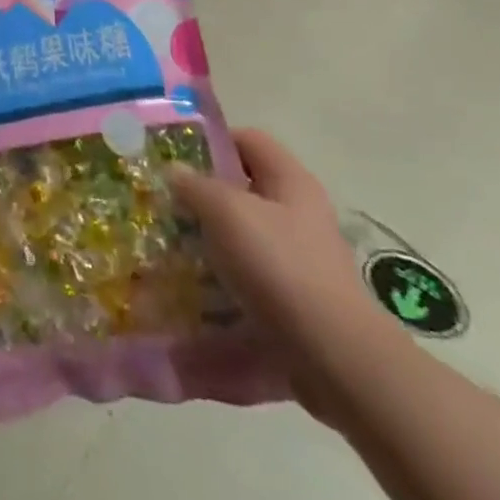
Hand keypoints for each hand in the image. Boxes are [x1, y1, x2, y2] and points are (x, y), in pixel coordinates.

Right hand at [168, 129, 398, 420]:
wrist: (335, 359)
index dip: (211, 143)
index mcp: (290, 182)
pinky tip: (190, 300)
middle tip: (164, 207)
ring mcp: (299, 262)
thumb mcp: (226, 211)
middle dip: (202, 199)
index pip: (247, 140)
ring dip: (207, 246)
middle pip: (243, 192)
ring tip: (170, 253)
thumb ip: (195, 185)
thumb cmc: (279, 266)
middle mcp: (299, 216)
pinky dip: (220, 289)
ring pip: (242, 240)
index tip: (174, 159)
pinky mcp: (294, 304)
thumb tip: (174, 171)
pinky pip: (248, 284)